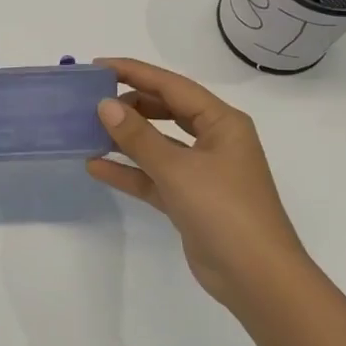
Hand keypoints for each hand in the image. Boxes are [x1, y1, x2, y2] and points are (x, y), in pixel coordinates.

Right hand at [85, 57, 313, 311]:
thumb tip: (104, 105)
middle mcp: (214, 141)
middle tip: (91, 99)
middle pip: (166, 111)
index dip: (135, 73)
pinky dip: (129, 171)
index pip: (172, 86)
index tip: (98, 66)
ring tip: (87, 129)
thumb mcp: (178, 169)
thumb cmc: (224, 211)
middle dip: (130, 104)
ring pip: (158, 144)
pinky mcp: (190, 200)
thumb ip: (139, 136)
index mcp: (222, 123)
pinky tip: (96, 166)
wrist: (257, 279)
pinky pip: (154, 176)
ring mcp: (202, 172)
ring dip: (126, 139)